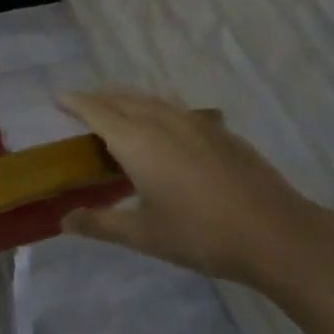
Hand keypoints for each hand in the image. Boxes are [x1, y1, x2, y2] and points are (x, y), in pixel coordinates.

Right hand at [56, 89, 333, 286]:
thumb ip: (100, 224)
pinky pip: (178, 109)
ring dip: (129, 100)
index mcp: (137, 142)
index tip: (57, 98)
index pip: (97, 112)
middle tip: (82, 106)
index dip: (75, 103)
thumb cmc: (200, 235)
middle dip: (100, 98)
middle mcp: (163, 122)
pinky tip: (165, 126)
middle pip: (124, 99)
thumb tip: (65, 220)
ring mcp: (197, 123)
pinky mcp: (222, 132)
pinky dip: (158, 109)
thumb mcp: (144, 236)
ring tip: (118, 109)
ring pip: (153, 100)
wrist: (276, 234)